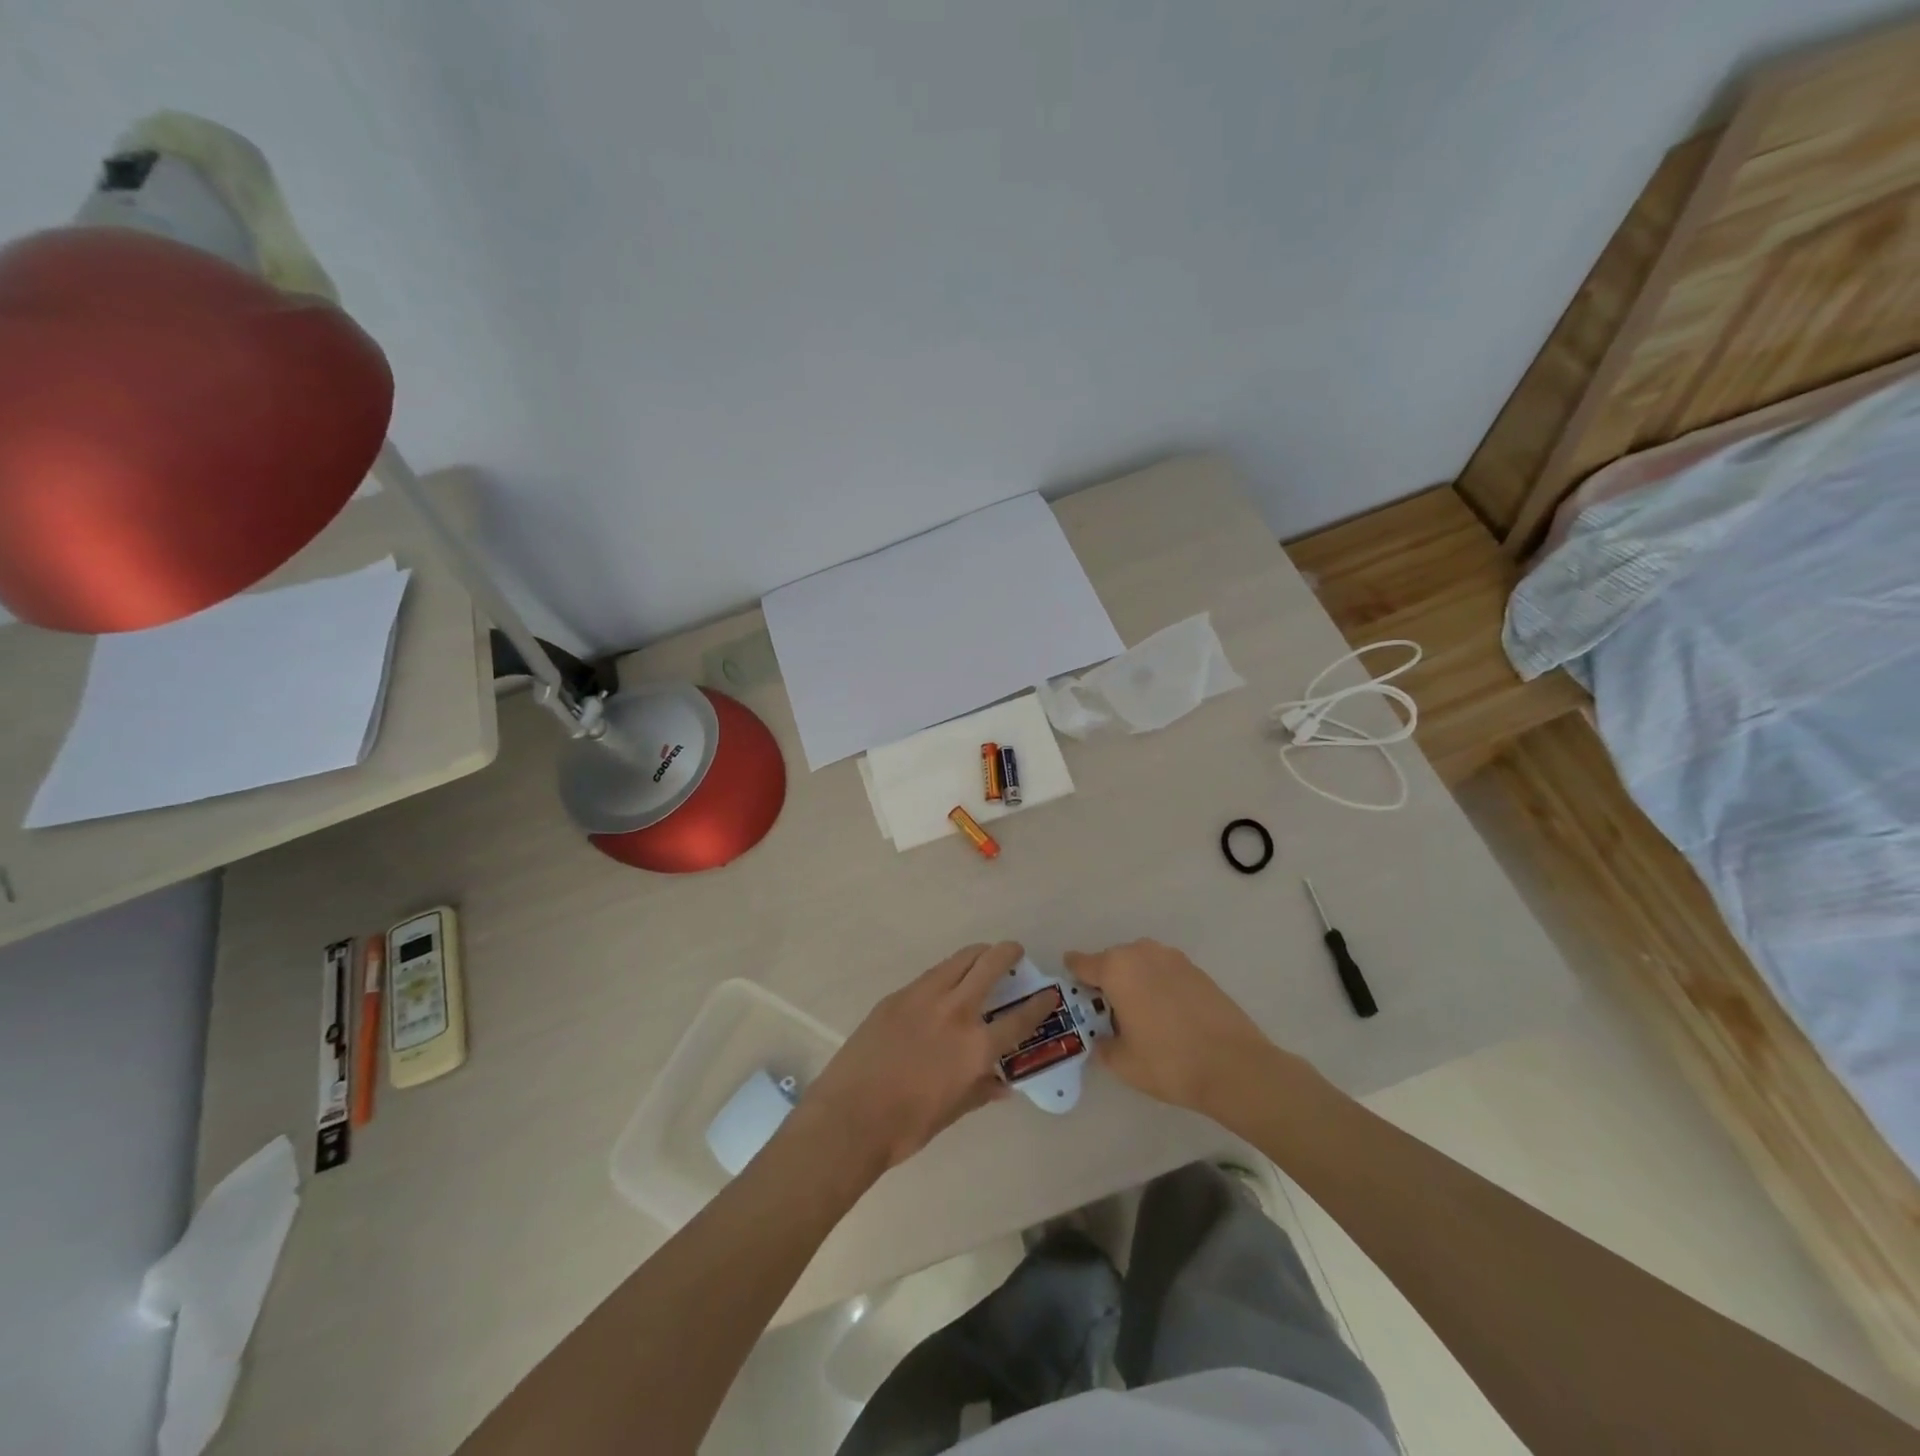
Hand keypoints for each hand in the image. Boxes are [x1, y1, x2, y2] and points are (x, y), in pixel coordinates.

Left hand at [798, 942, 1055, 1175]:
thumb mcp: (953, 1111)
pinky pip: (932, 974)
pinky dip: (948, 972)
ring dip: (978, 954)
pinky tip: (946, 983)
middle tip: (1015, 954)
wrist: (850, 1117)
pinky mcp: (898, 995)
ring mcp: (924, 997)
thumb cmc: (907, 1126)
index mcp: (976, 1047)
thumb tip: (1002, 1084)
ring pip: (960, 959)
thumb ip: (981, 1091)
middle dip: (1008, 954)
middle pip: (990, 966)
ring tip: (984, 958)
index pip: (1020, 1018)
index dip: (1040, 1003)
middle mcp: (956, 1012)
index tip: (1048, 993)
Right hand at [1065, 939, 1299, 1117]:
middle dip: (1106, 981)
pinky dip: (1158, 986)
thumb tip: (1103, 1038)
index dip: (1072, 976)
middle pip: (1112, 961)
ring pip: (1141, 964)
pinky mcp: (1198, 971)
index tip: (1070, 990)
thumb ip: (1103, 1044)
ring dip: (1134, 981)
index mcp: (1117, 968)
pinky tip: (1166, 1015)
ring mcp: (1174, 959)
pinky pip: (1165, 972)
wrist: (1235, 1067)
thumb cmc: (1169, 1062)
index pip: (1082, 963)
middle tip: (1104, 1011)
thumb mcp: (1122, 1062)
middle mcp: (1142, 953)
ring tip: (1137, 1013)